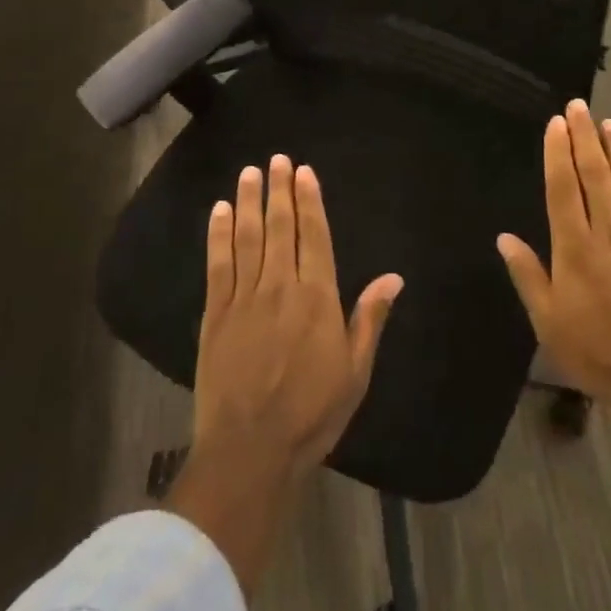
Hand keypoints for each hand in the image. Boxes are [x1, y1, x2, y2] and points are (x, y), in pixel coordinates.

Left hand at [192, 155, 402, 481]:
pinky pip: (218, 265)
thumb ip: (370, 318)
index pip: (314, 236)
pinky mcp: (216, 315)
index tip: (303, 172)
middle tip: (276, 160)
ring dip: (249, 202)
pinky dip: (218, 235)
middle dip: (279, 191)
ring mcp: (244, 298)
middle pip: (280, 227)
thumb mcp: (355, 371)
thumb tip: (394, 277)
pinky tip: (219, 212)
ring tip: (249, 173)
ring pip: (248, 238)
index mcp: (317, 297)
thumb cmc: (312, 413)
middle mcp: (281, 286)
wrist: (251, 451)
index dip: (309, 201)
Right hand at [497, 101, 610, 428]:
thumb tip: (504, 237)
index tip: (557, 123)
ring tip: (610, 123)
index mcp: (576, 249)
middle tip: (579, 106)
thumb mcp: (549, 324)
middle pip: (596, 176)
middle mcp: (610, 234)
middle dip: (585, 138)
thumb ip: (528, 276)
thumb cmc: (599, 355)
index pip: (563, 188)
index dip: (558, 153)